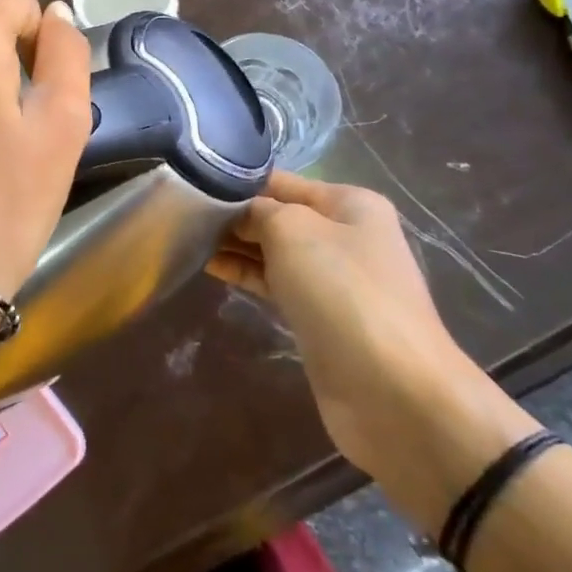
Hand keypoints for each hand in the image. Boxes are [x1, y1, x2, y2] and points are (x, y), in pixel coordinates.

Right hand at [207, 172, 485, 484]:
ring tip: (184, 237)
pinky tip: (209, 266)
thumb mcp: (293, 230)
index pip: (279, 181)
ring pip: (272, 250)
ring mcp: (333, 278)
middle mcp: (344, 234)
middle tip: (179, 214)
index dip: (235, 181)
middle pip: (275, 214)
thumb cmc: (343, 292)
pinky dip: (244, 273)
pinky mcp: (318, 315)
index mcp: (349, 204)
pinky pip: (274, 283)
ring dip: (233, 244)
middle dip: (231, 214)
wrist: (393, 390)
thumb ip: (258, 210)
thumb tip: (236, 212)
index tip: (188, 185)